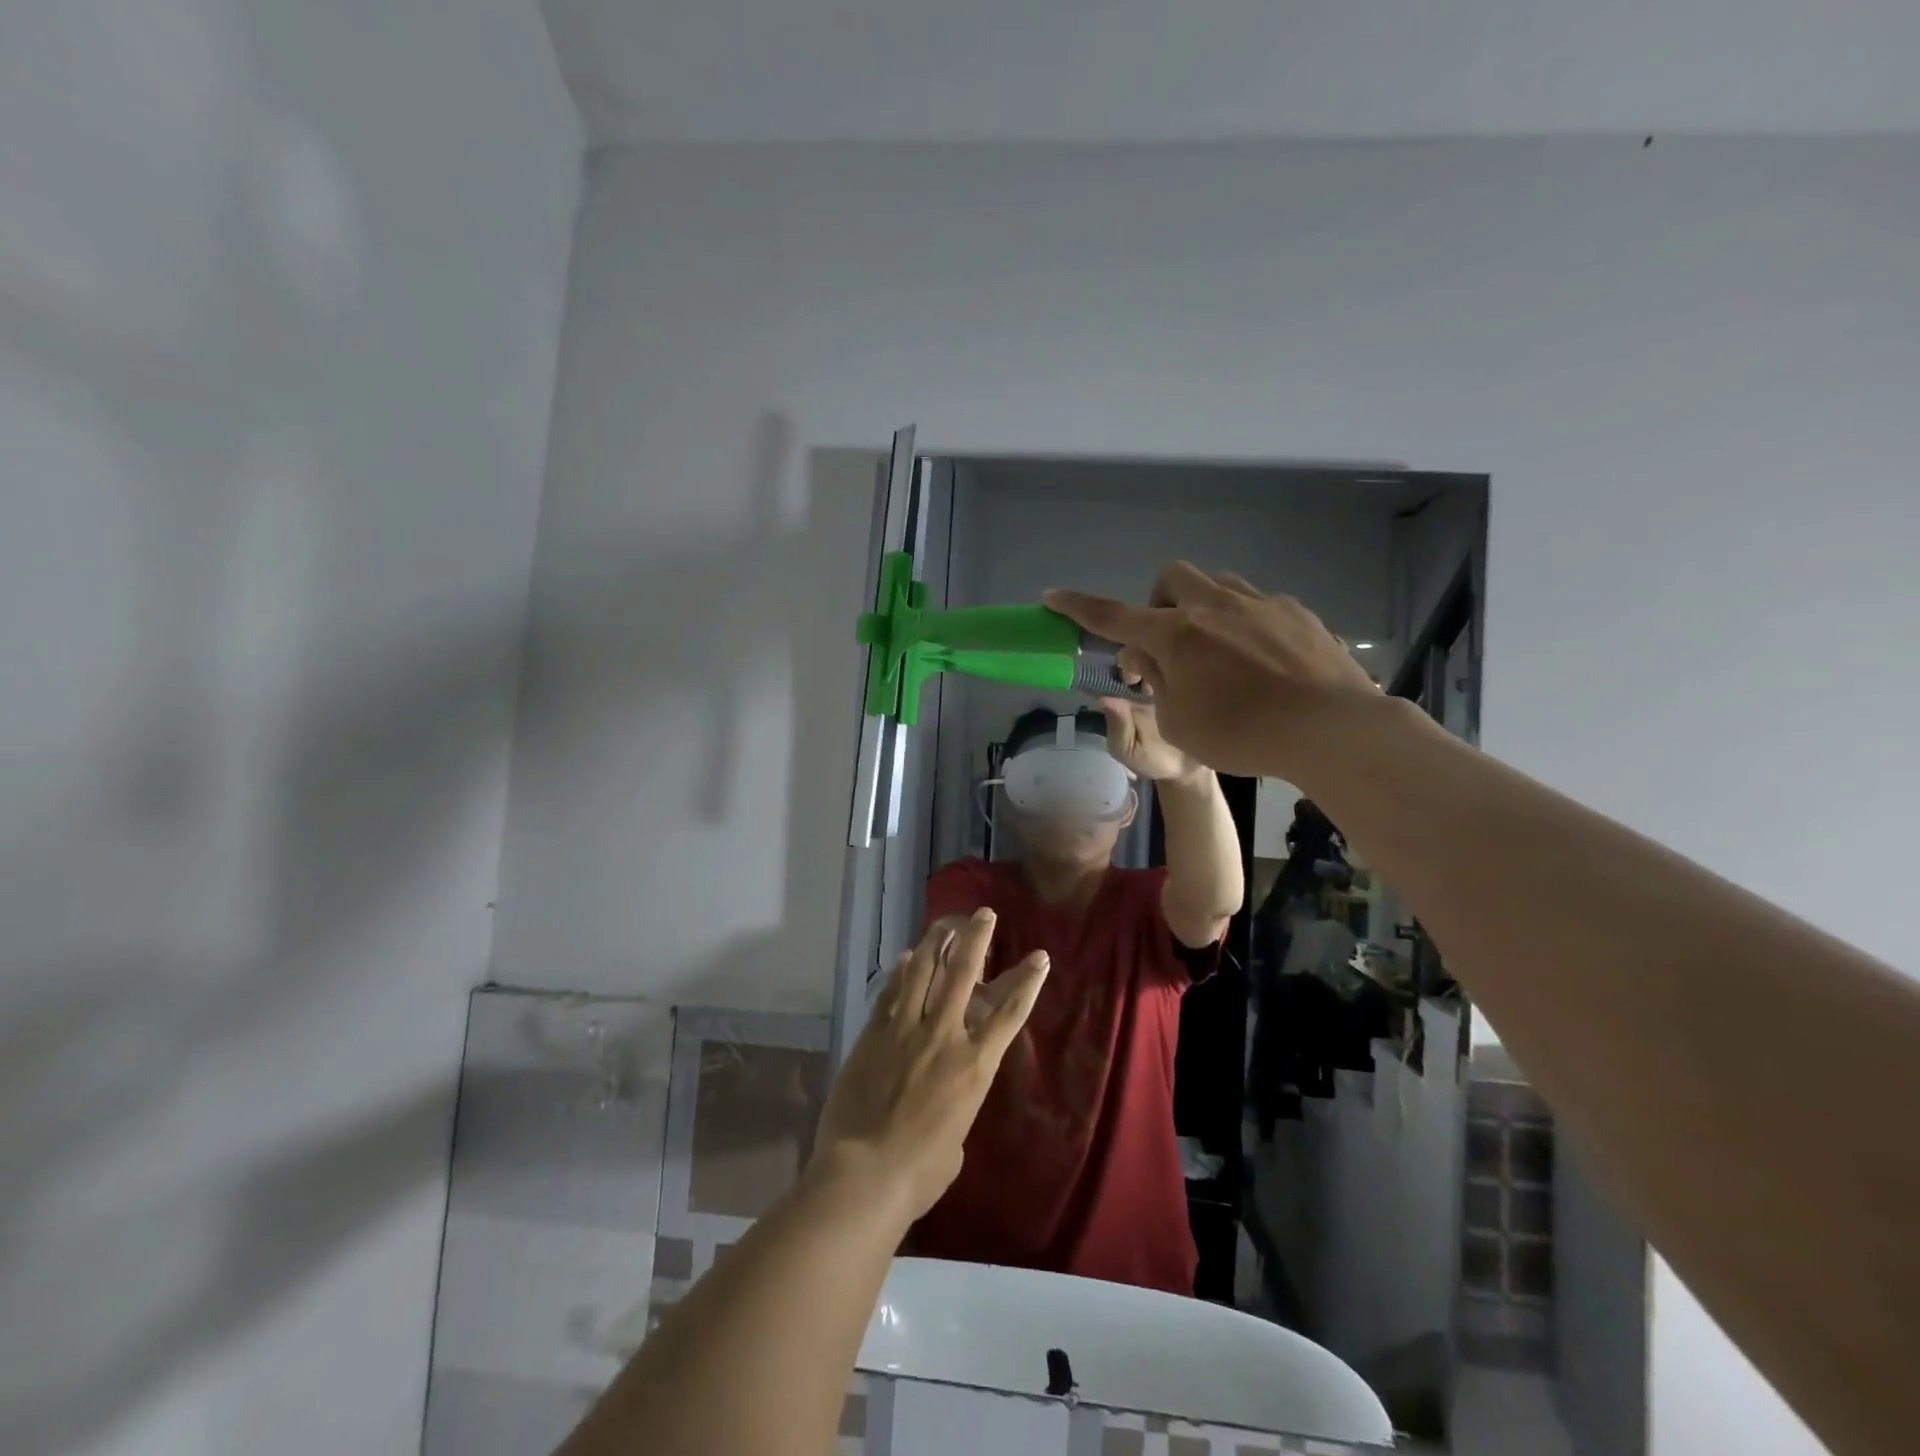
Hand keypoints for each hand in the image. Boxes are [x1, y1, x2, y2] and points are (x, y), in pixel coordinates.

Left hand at [811, 910, 1048, 1221]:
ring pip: (922, 971)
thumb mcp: (957, 1140)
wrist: (865, 1174)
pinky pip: (890, 993)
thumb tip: (944, 1097)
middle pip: (964, 974)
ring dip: (935, 943)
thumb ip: (958, 1105)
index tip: (1040, 956)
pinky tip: (905, 957)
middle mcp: (943, 1035)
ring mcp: (905, 1029)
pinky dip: (899, 972)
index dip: (1027, 982)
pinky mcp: (873, 1034)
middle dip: (977, 939)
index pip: (1009, 1013)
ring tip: (944, 923)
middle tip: (983, 914)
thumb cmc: (920, 1172)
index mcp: (974, 1066)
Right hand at [1045, 562, 1380, 780]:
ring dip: (1203, 608)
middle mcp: (1215, 607)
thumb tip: (1147, 658)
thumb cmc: (1243, 735)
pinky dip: (1245, 625)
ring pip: (1218, 584)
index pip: (1113, 616)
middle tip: (1169, 646)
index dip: (1078, 607)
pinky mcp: (1297, 613)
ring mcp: (1260, 604)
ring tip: (1217, 652)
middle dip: (1159, 604)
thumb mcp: (1180, 723)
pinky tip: (1263, 662)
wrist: (1331, 730)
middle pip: (1172, 578)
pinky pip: (1258, 604)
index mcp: (1177, 635)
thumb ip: (1156, 684)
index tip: (1052, 595)